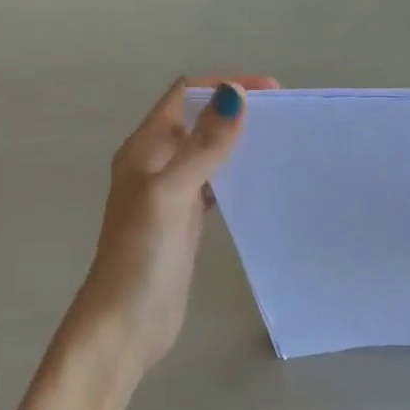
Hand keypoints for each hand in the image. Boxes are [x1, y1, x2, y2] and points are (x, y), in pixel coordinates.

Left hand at [63, 75, 275, 376]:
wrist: (125, 323)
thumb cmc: (141, 255)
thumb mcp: (171, 194)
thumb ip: (203, 147)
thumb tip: (235, 95)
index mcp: (144, 149)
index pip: (184, 96)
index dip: (223, 86)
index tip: (271, 92)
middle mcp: (155, 165)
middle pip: (197, 121)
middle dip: (235, 111)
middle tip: (284, 116)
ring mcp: (171, 195)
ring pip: (207, 153)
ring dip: (237, 142)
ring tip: (279, 142)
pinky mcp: (185, 222)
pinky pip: (214, 185)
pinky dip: (235, 176)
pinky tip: (260, 181)